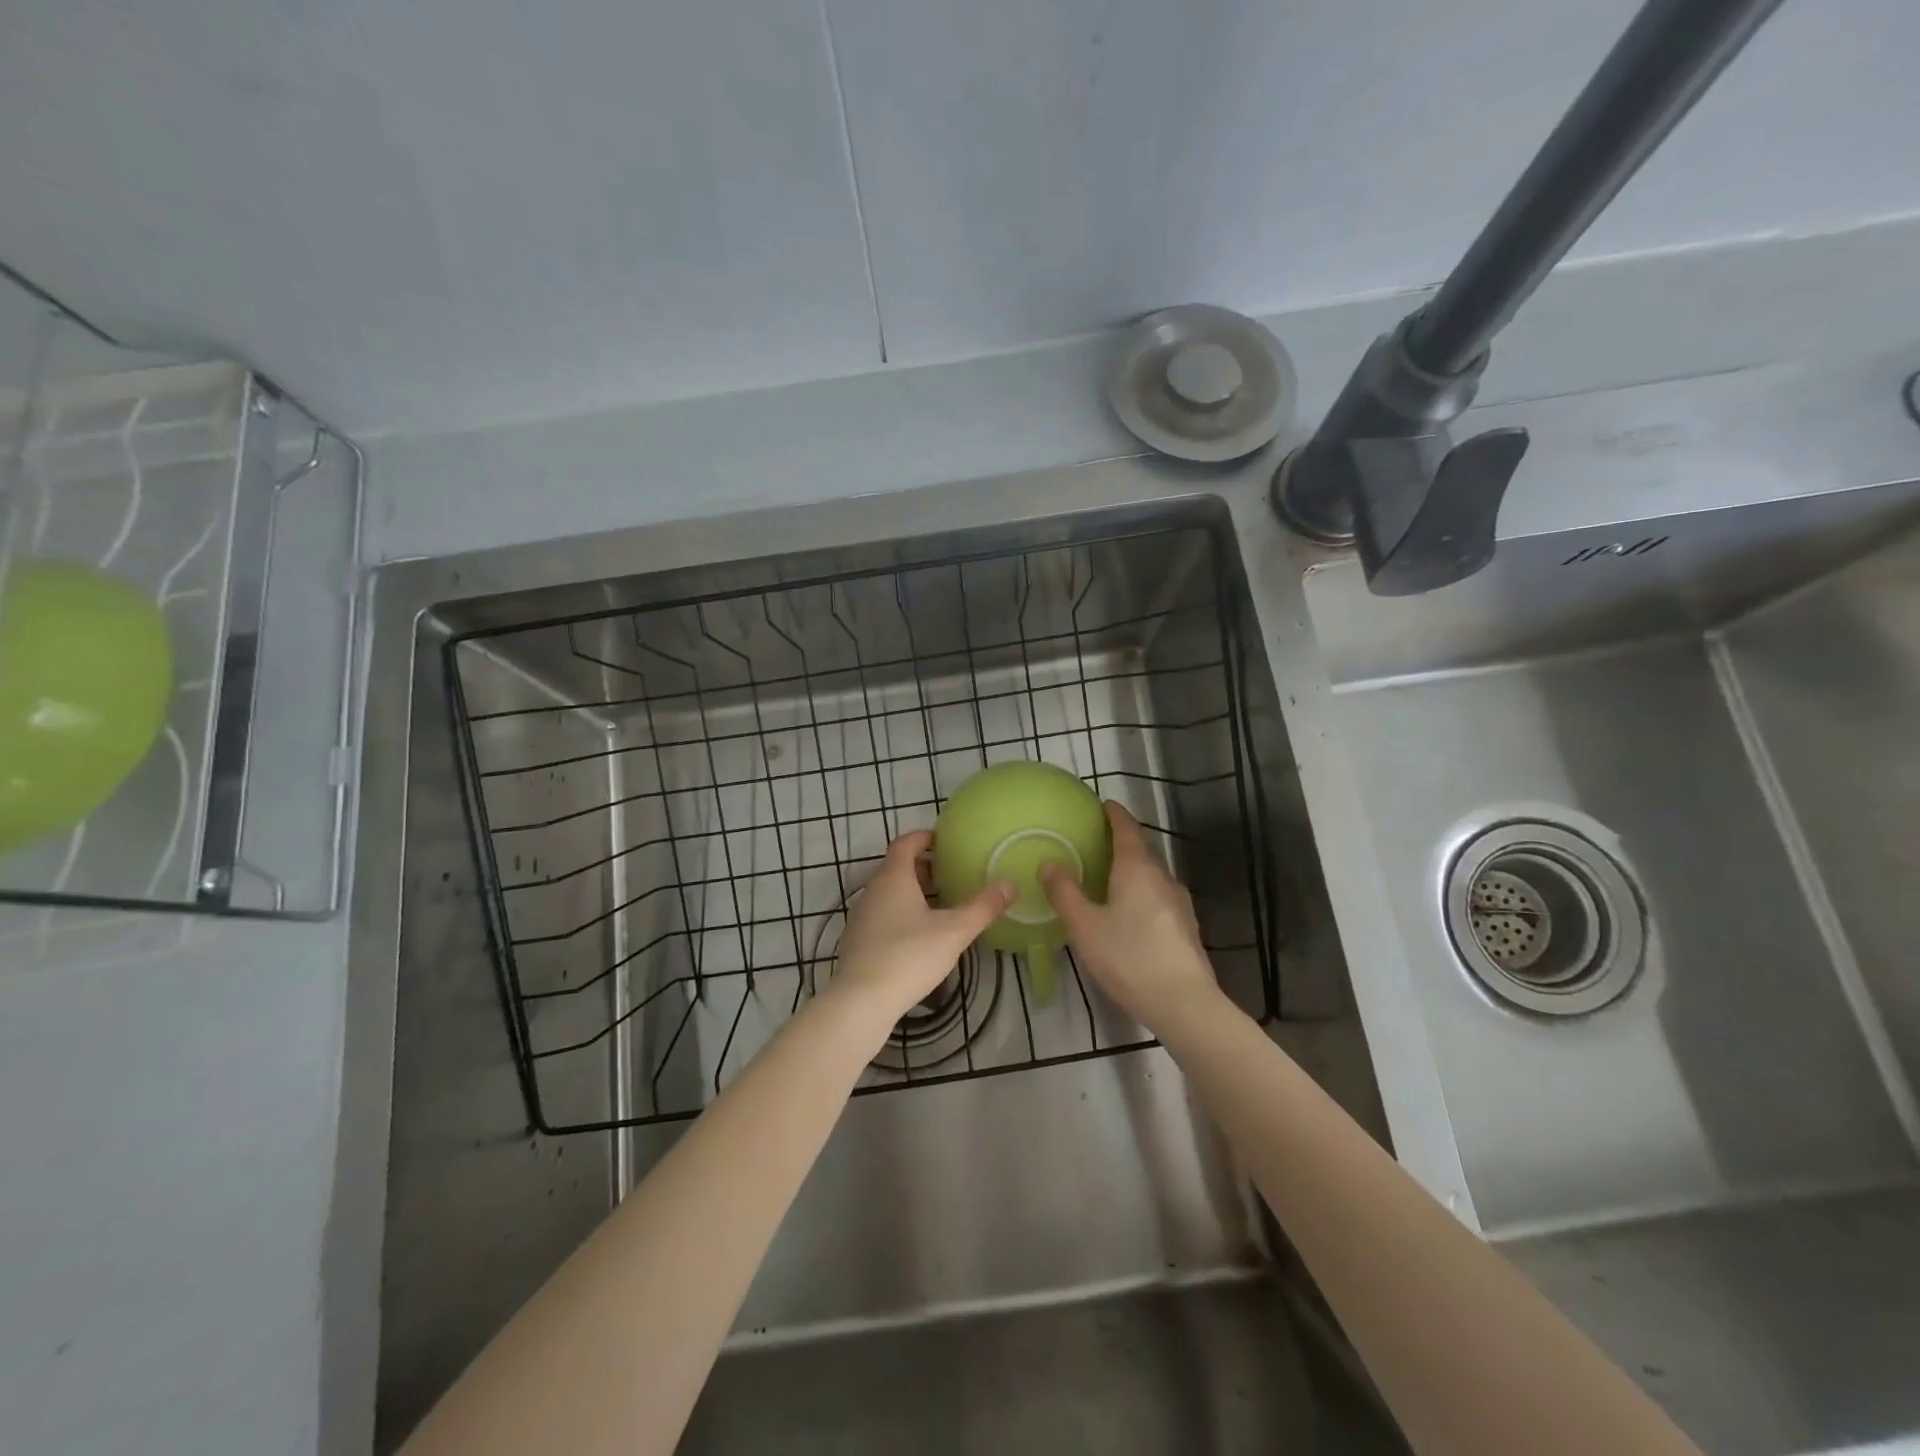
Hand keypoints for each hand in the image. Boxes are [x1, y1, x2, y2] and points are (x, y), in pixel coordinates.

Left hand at [829, 831, 1014, 1028]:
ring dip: (912, 891)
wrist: (861, 1001)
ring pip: (888, 892)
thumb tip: (1010, 884)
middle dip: (922, 867)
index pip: (905, 843)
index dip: (924, 837)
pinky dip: (900, 912)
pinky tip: (918, 934)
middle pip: (896, 867)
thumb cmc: (909, 956)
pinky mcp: (857, 940)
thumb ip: (983, 907)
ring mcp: (861, 916)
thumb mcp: (954, 931)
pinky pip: (882, 914)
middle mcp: (873, 890)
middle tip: (949, 874)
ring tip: (939, 904)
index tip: (943, 840)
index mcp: (893, 877)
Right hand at [1041, 802, 1217, 1032]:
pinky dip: (1141, 893)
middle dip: (1121, 842)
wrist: (1184, 1003)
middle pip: (1141, 850)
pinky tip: (1129, 913)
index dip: (1115, 815)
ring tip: (1108, 877)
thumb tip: (1050, 863)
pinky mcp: (1185, 927)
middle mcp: (1162, 877)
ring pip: (1151, 875)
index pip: (1126, 829)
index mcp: (1137, 869)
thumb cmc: (1128, 957)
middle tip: (1097, 842)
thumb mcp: (1085, 926)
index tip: (1104, 805)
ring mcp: (1179, 903)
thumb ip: (1065, 892)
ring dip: (1131, 870)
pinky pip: (1158, 897)